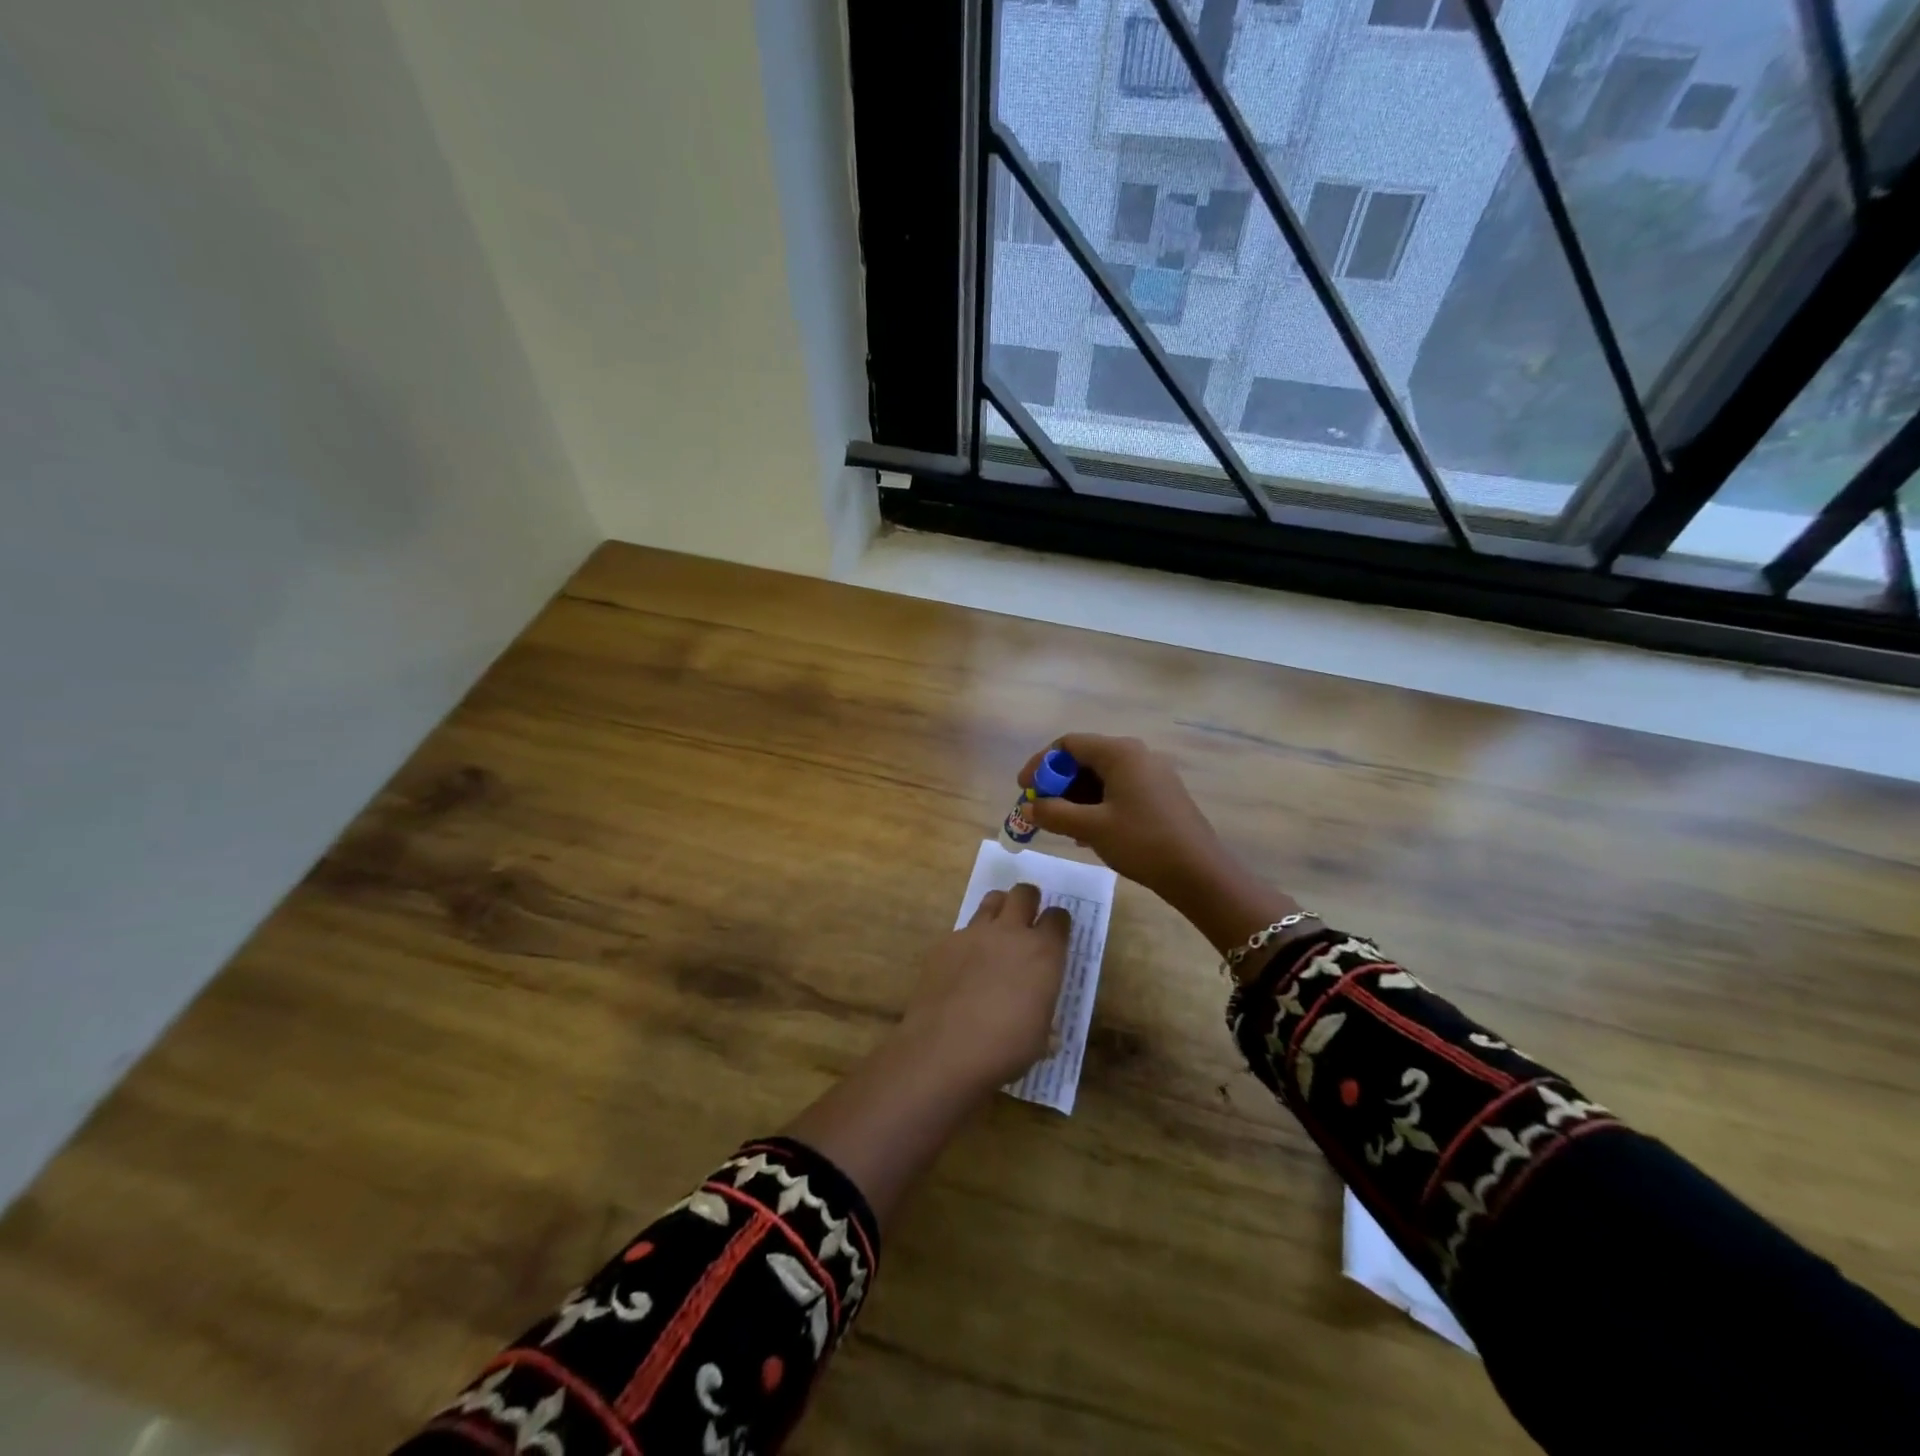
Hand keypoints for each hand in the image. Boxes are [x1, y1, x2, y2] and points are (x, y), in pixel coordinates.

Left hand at [897, 883, 1069, 1094]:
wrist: (945, 1049)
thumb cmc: (1005, 1048)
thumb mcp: (1040, 1036)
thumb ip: (1042, 1012)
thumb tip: (1041, 1018)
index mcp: (1043, 952)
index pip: (1058, 917)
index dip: (1058, 924)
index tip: (1055, 935)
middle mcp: (1010, 932)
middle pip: (1024, 893)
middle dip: (1029, 901)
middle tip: (1027, 920)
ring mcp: (974, 933)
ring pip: (992, 900)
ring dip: (1000, 909)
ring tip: (997, 931)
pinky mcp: (945, 943)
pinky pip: (962, 930)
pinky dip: (969, 940)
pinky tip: (964, 966)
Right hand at [1018, 734, 1225, 901]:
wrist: (1198, 872)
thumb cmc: (1142, 842)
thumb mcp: (1091, 828)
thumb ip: (1053, 813)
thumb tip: (1028, 806)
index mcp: (1120, 753)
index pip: (1068, 744)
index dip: (1041, 764)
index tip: (1024, 789)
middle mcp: (1137, 755)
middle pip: (1085, 758)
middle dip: (1058, 784)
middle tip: (1040, 810)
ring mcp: (1152, 774)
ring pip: (1102, 777)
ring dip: (1076, 797)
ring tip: (1061, 826)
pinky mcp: (1160, 794)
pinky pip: (1118, 790)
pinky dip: (1097, 804)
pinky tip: (1088, 833)